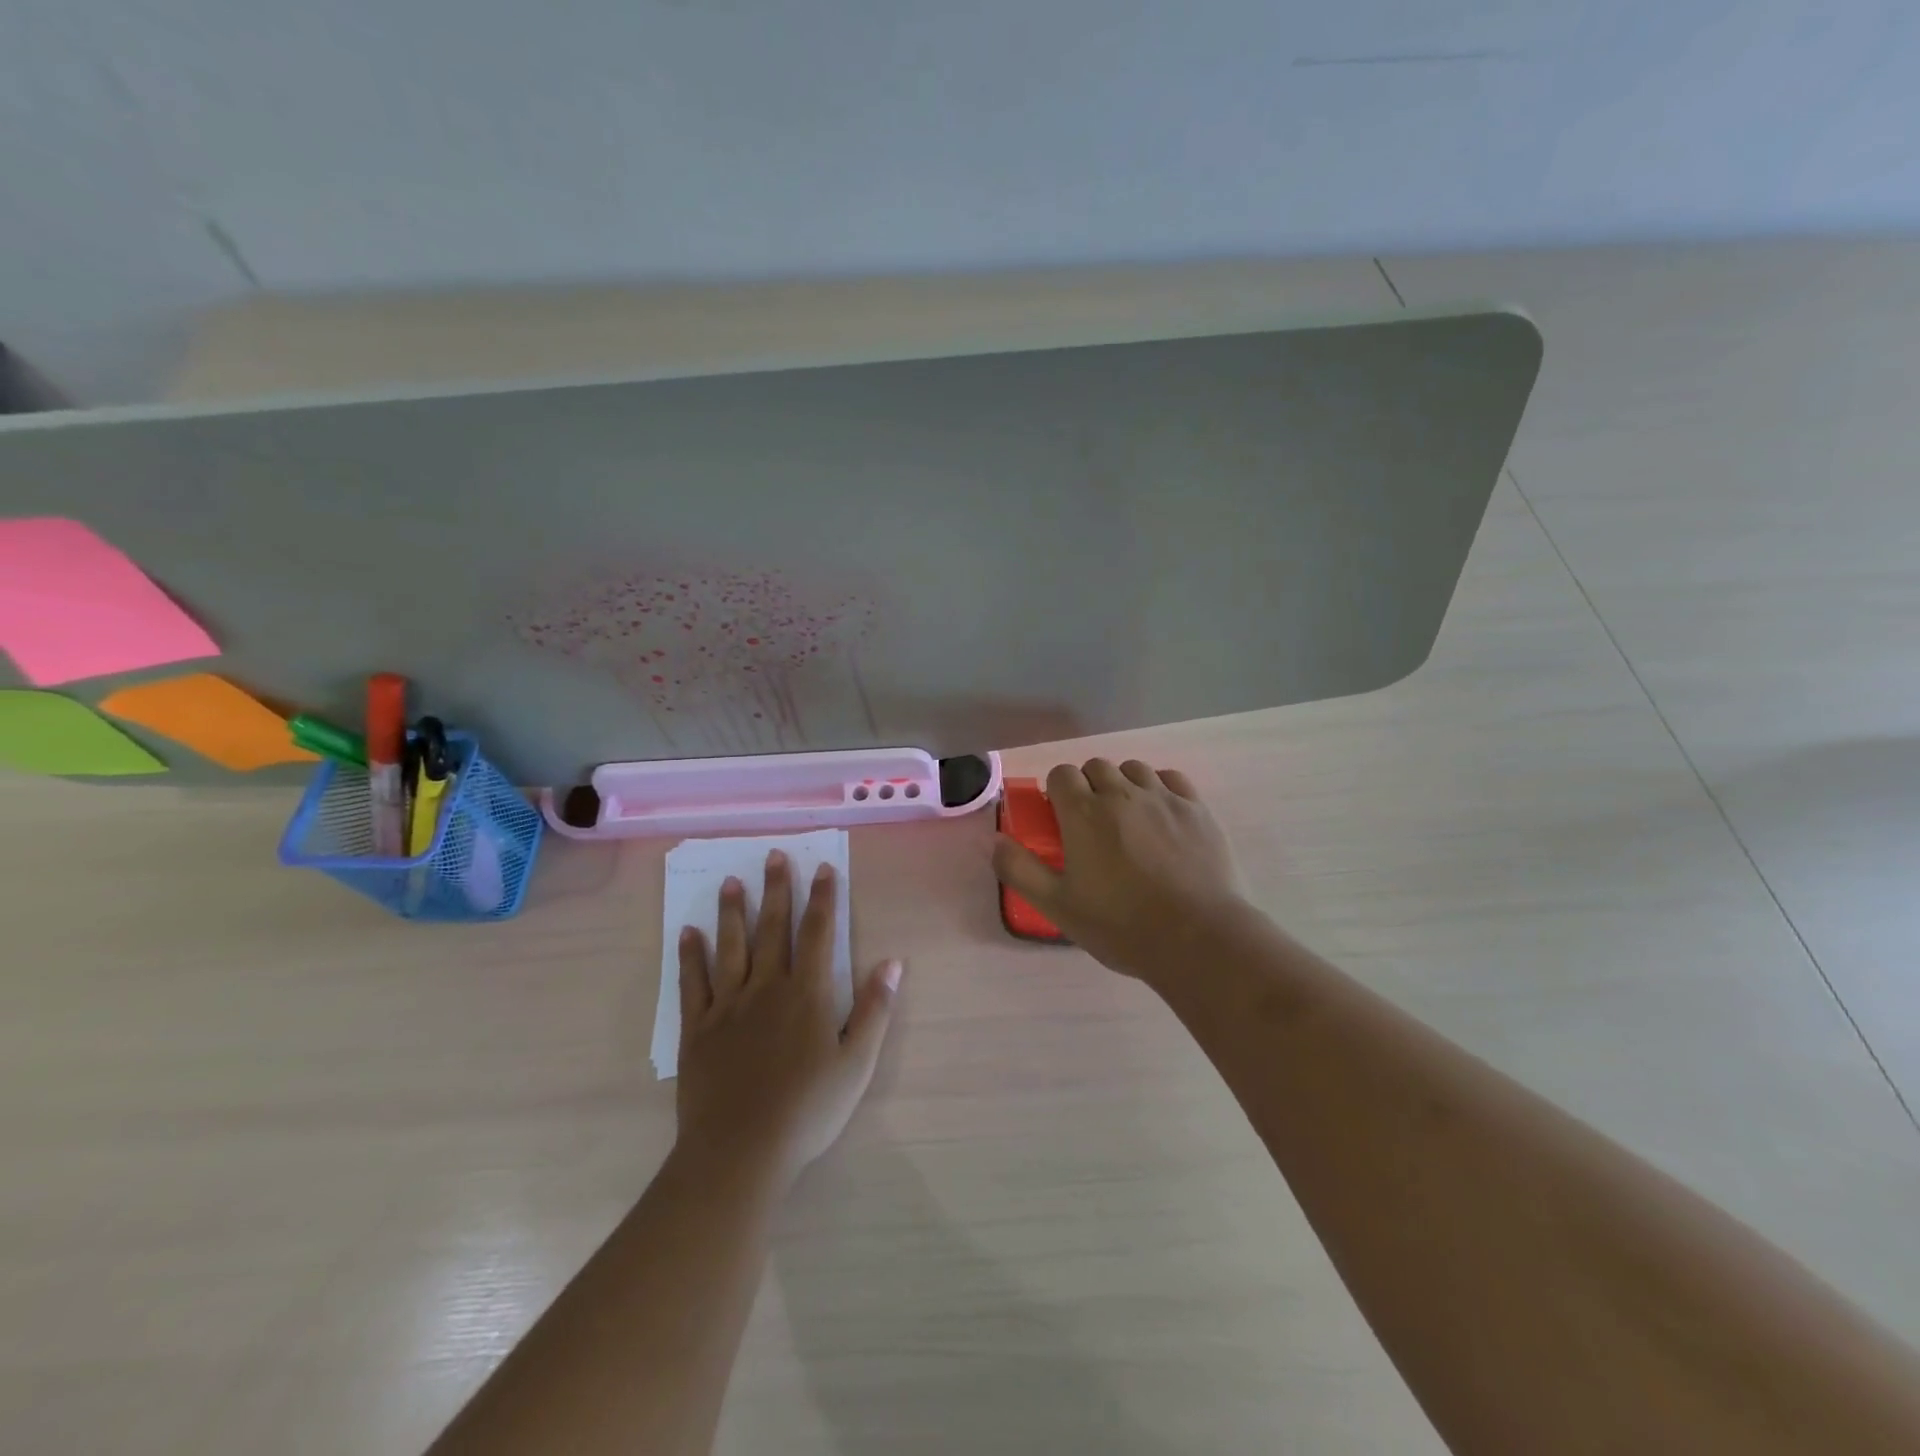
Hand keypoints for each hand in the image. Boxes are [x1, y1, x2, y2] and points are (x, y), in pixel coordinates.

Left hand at [676, 851, 900, 1189]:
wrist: (741, 1151)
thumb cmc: (808, 1109)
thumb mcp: (857, 1063)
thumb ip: (874, 1009)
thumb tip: (892, 962)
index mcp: (806, 993)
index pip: (817, 933)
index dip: (822, 899)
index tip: (822, 869)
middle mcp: (766, 987)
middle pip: (772, 928)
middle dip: (776, 890)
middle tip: (772, 856)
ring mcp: (727, 1006)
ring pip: (730, 946)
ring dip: (732, 912)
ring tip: (731, 882)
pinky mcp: (697, 1028)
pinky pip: (692, 982)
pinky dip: (690, 955)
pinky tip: (688, 933)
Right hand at [993, 758, 1245, 982]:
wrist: (1197, 937)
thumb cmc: (1120, 925)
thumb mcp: (1058, 906)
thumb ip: (1020, 870)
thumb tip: (996, 842)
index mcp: (1084, 813)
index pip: (1061, 774)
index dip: (1057, 792)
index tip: (1060, 818)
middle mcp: (1122, 794)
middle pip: (1096, 767)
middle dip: (1088, 786)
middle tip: (1092, 824)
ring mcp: (1163, 798)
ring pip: (1134, 769)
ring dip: (1123, 784)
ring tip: (1128, 818)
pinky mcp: (1197, 809)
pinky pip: (1172, 779)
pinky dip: (1160, 788)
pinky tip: (1161, 814)